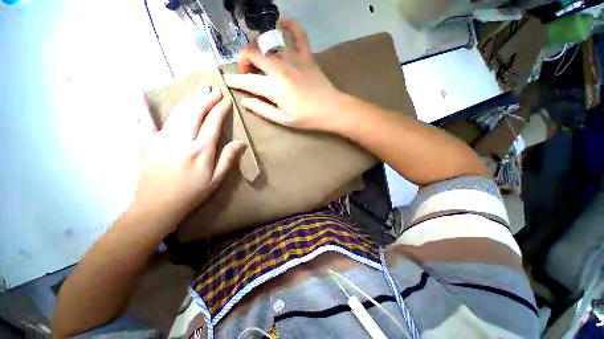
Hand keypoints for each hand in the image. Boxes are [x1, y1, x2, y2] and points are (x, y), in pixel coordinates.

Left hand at [132, 88, 244, 231]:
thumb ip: (227, 159)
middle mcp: (182, 140)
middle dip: (206, 99)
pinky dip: (142, 107)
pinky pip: (144, 122)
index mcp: (201, 151)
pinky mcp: (147, 143)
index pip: (213, 123)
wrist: (157, 206)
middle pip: (195, 113)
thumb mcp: (216, 179)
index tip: (226, 100)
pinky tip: (139, 93)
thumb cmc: (192, 193)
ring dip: (190, 100)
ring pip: (178, 113)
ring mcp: (162, 139)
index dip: (220, 109)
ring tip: (199, 91)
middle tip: (214, 90)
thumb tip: (240, 142)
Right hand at [224, 19, 344, 131]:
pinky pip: (297, 33)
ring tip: (261, 60)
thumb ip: (262, 109)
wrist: (331, 110)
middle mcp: (279, 68)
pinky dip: (289, 25)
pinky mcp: (306, 55)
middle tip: (248, 73)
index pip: (247, 80)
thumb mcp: (283, 120)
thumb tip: (244, 101)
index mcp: (273, 87)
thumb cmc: (307, 118)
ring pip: (268, 44)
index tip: (228, 80)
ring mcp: (293, 58)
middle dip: (244, 61)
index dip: (234, 80)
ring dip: (259, 49)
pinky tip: (282, 23)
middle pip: (252, 54)